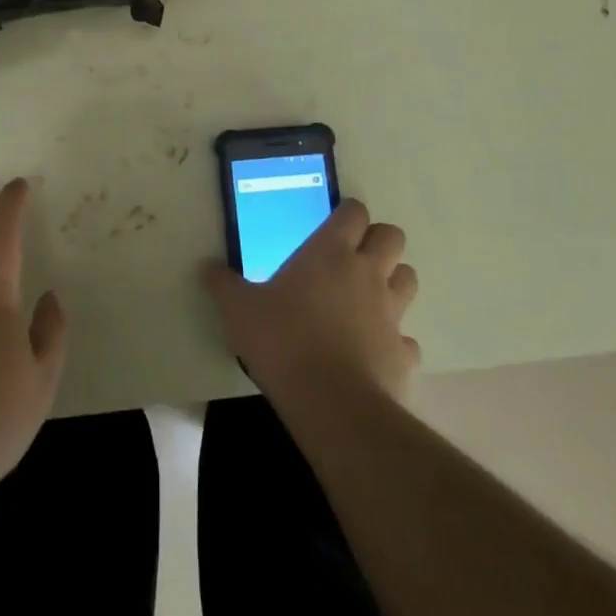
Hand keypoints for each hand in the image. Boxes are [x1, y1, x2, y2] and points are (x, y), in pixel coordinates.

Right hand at [203, 200, 419, 407]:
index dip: (348, 213)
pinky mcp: (404, 352)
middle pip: (392, 236)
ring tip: (367, 297)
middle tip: (353, 257)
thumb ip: (224, 285)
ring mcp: (391, 312)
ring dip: (393, 281)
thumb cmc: (283, 341)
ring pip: (408, 278)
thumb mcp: (239, 310)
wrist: (331, 404)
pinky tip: (373, 351)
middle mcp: (367, 273)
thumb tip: (207, 267)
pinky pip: (407, 338)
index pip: (354, 212)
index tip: (333, 224)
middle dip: (378, 241)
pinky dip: (394, 340)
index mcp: (330, 252)